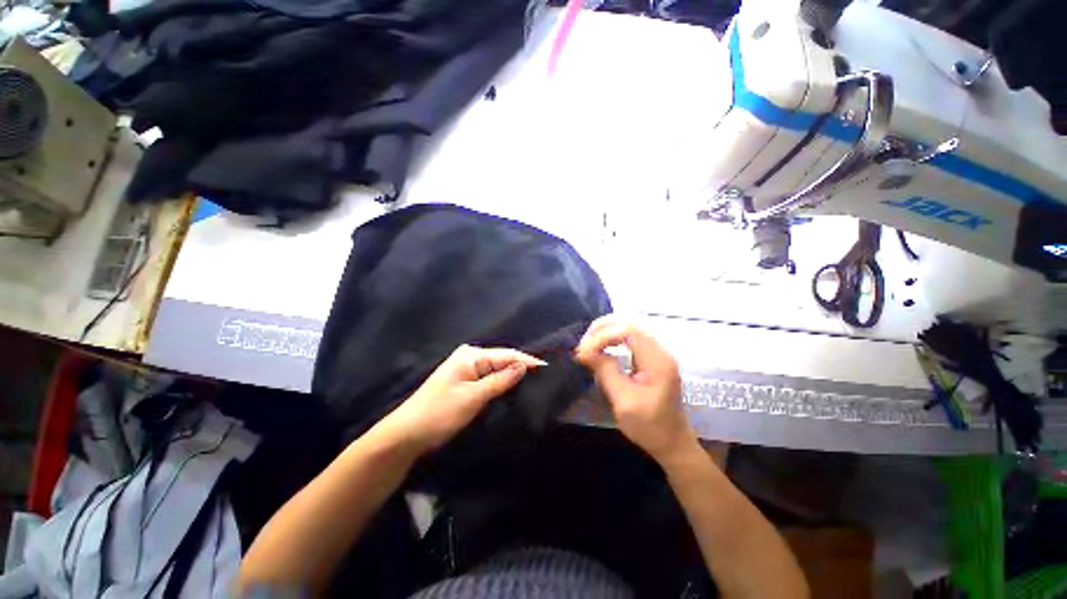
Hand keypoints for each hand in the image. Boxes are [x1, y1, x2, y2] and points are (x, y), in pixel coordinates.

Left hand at [380, 345, 545, 454]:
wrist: (406, 434)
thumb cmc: (439, 413)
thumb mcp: (473, 397)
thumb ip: (500, 380)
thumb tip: (524, 366)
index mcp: (471, 355)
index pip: (507, 354)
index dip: (528, 361)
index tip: (548, 368)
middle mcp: (470, 357)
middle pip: (502, 360)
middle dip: (522, 368)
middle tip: (545, 378)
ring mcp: (466, 369)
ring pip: (497, 369)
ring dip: (513, 376)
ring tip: (535, 382)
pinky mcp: (464, 381)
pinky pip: (489, 378)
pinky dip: (501, 382)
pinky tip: (514, 388)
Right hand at [576, 316, 696, 461]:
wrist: (672, 443)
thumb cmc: (649, 426)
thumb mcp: (624, 401)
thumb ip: (606, 371)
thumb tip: (584, 351)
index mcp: (658, 361)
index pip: (628, 331)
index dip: (603, 336)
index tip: (584, 351)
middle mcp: (659, 351)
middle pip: (629, 323)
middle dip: (603, 329)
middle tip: (583, 343)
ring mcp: (656, 353)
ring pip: (629, 327)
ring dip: (606, 331)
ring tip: (588, 344)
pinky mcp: (651, 358)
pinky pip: (629, 338)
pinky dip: (612, 338)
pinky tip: (601, 346)